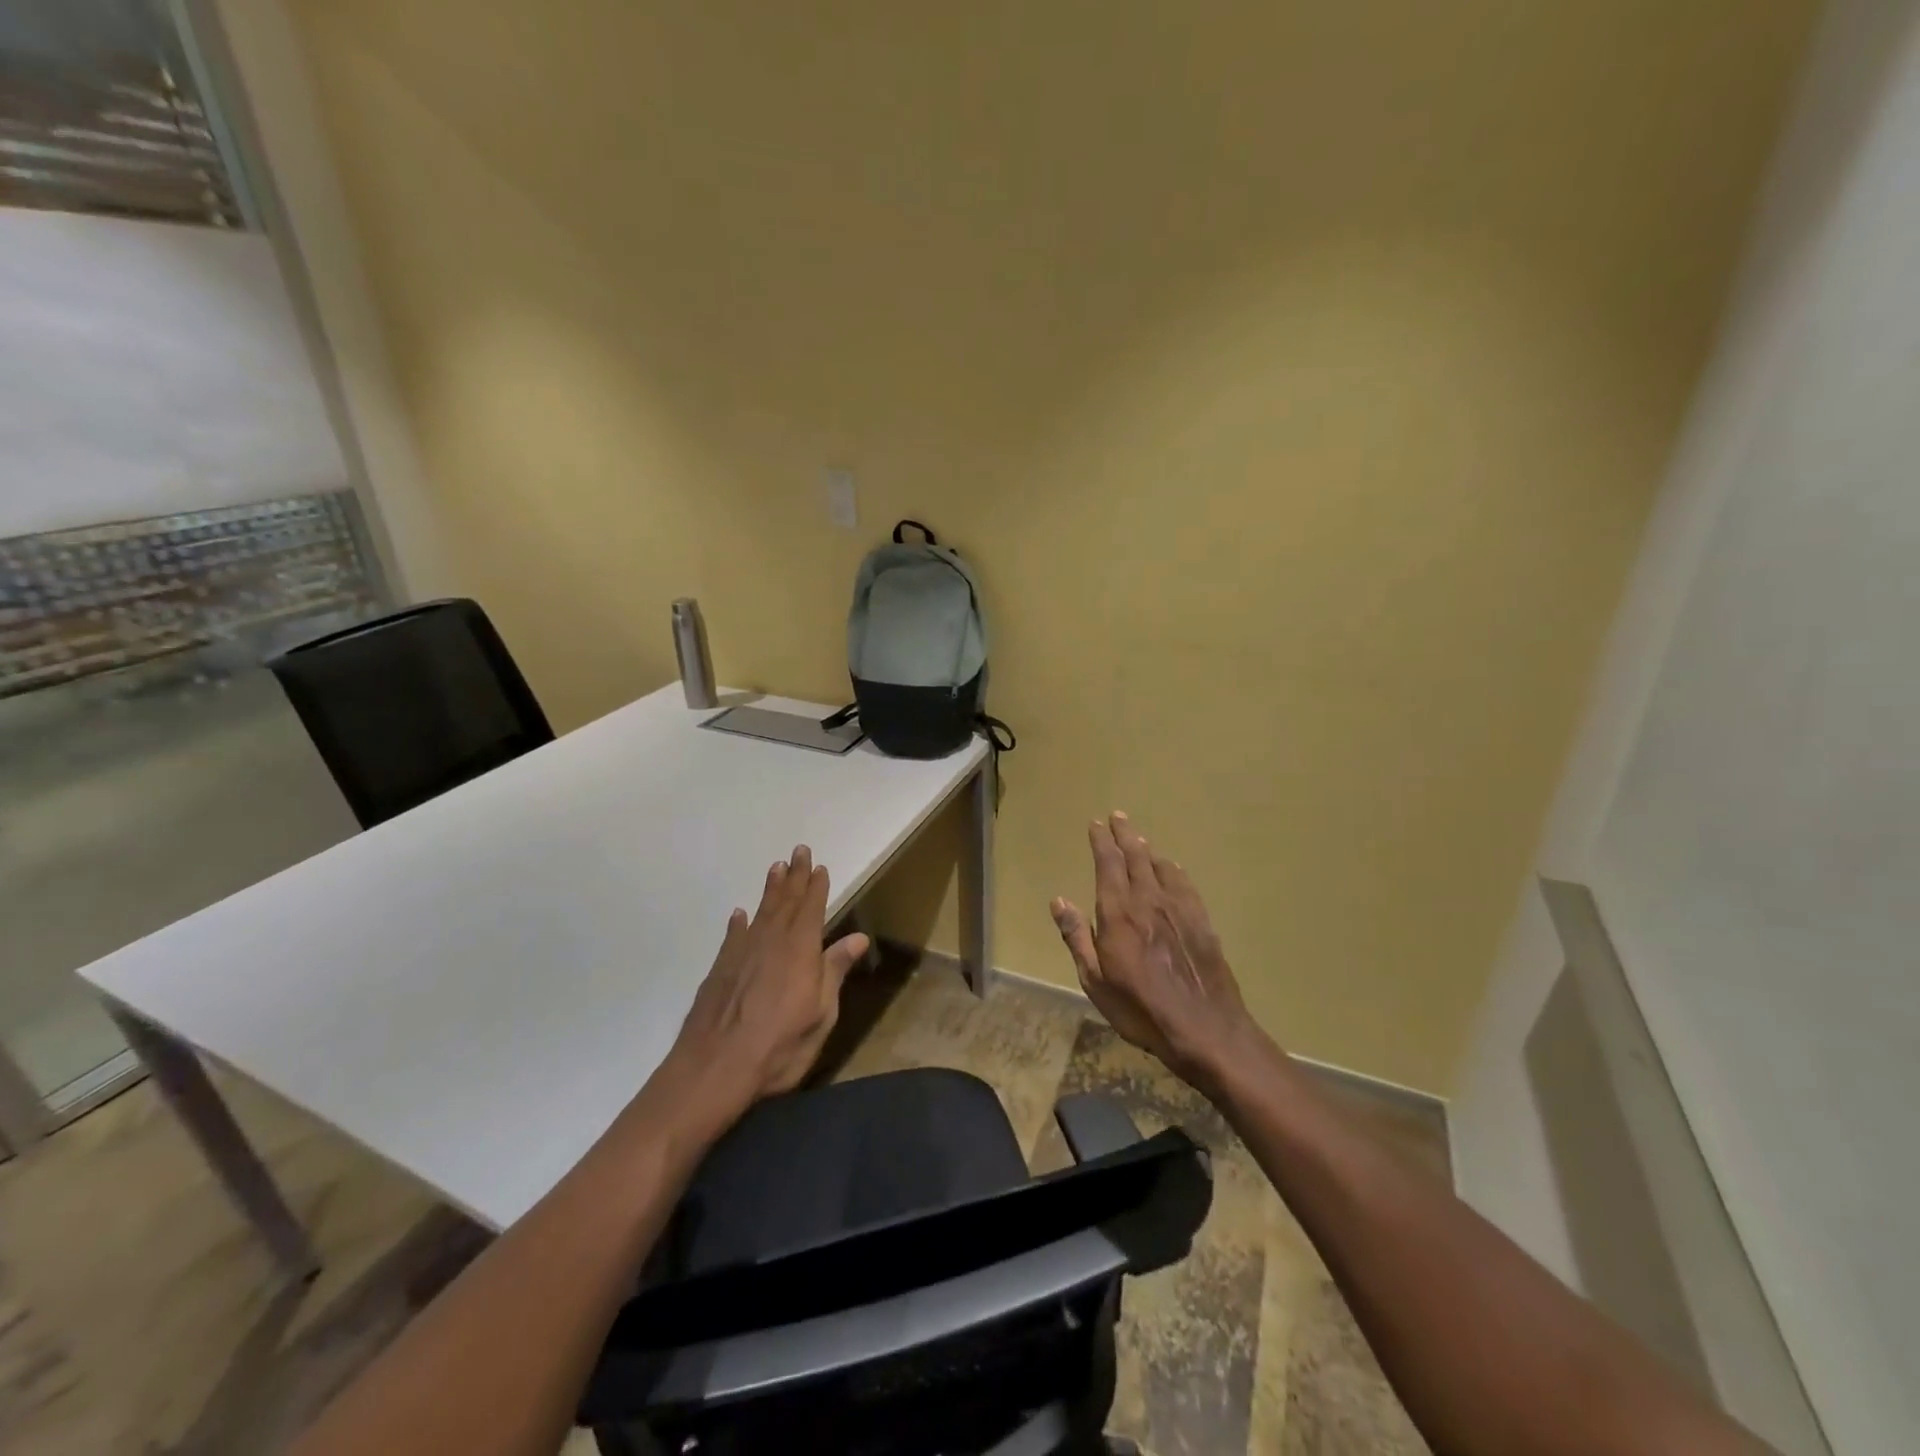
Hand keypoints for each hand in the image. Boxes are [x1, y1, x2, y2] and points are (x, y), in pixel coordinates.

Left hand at [666, 845, 869, 1114]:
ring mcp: (742, 954)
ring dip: (770, 890)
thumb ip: (835, 971)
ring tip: (775, 868)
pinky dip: (738, 923)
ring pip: (760, 912)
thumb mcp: (821, 1013)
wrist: (715, 1067)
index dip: (817, 887)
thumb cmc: (780, 1045)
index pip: (812, 909)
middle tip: (798, 851)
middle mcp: (771, 942)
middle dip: (794, 876)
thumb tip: (857, 937)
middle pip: (786, 902)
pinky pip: (733, 936)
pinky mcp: (720, 969)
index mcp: (801, 950)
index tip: (820, 866)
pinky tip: (739, 914)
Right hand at [1051, 812, 1264, 1095]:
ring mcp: (1179, 910)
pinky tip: (1172, 867)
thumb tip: (1059, 901)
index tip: (1096, 824)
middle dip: (1125, 835)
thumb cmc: (1140, 1009)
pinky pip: (1185, 885)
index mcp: (1118, 913)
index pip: (1108, 865)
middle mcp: (1148, 901)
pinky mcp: (1202, 922)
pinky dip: (1174, 870)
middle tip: (1118, 816)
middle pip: (1135, 857)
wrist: (1204, 1029)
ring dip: (1147, 849)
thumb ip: (1077, 937)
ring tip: (1139, 838)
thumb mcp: (1095, 981)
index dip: (1101, 842)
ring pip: (1160, 867)